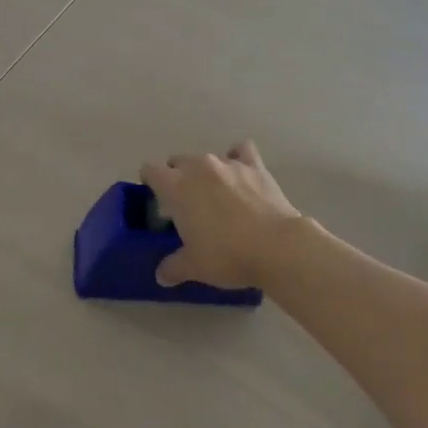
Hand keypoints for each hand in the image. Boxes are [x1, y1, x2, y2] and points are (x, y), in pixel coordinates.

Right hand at [141, 140, 303, 289]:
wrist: (277, 247)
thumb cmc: (227, 255)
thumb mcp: (194, 267)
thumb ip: (173, 267)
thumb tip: (161, 276)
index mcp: (176, 186)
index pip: (150, 170)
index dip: (150, 182)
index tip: (157, 199)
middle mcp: (198, 166)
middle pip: (178, 160)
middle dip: (178, 177)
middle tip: (186, 204)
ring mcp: (228, 163)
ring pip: (207, 157)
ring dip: (206, 172)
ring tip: (217, 195)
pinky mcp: (255, 166)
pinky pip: (242, 151)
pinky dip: (238, 158)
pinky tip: (241, 174)